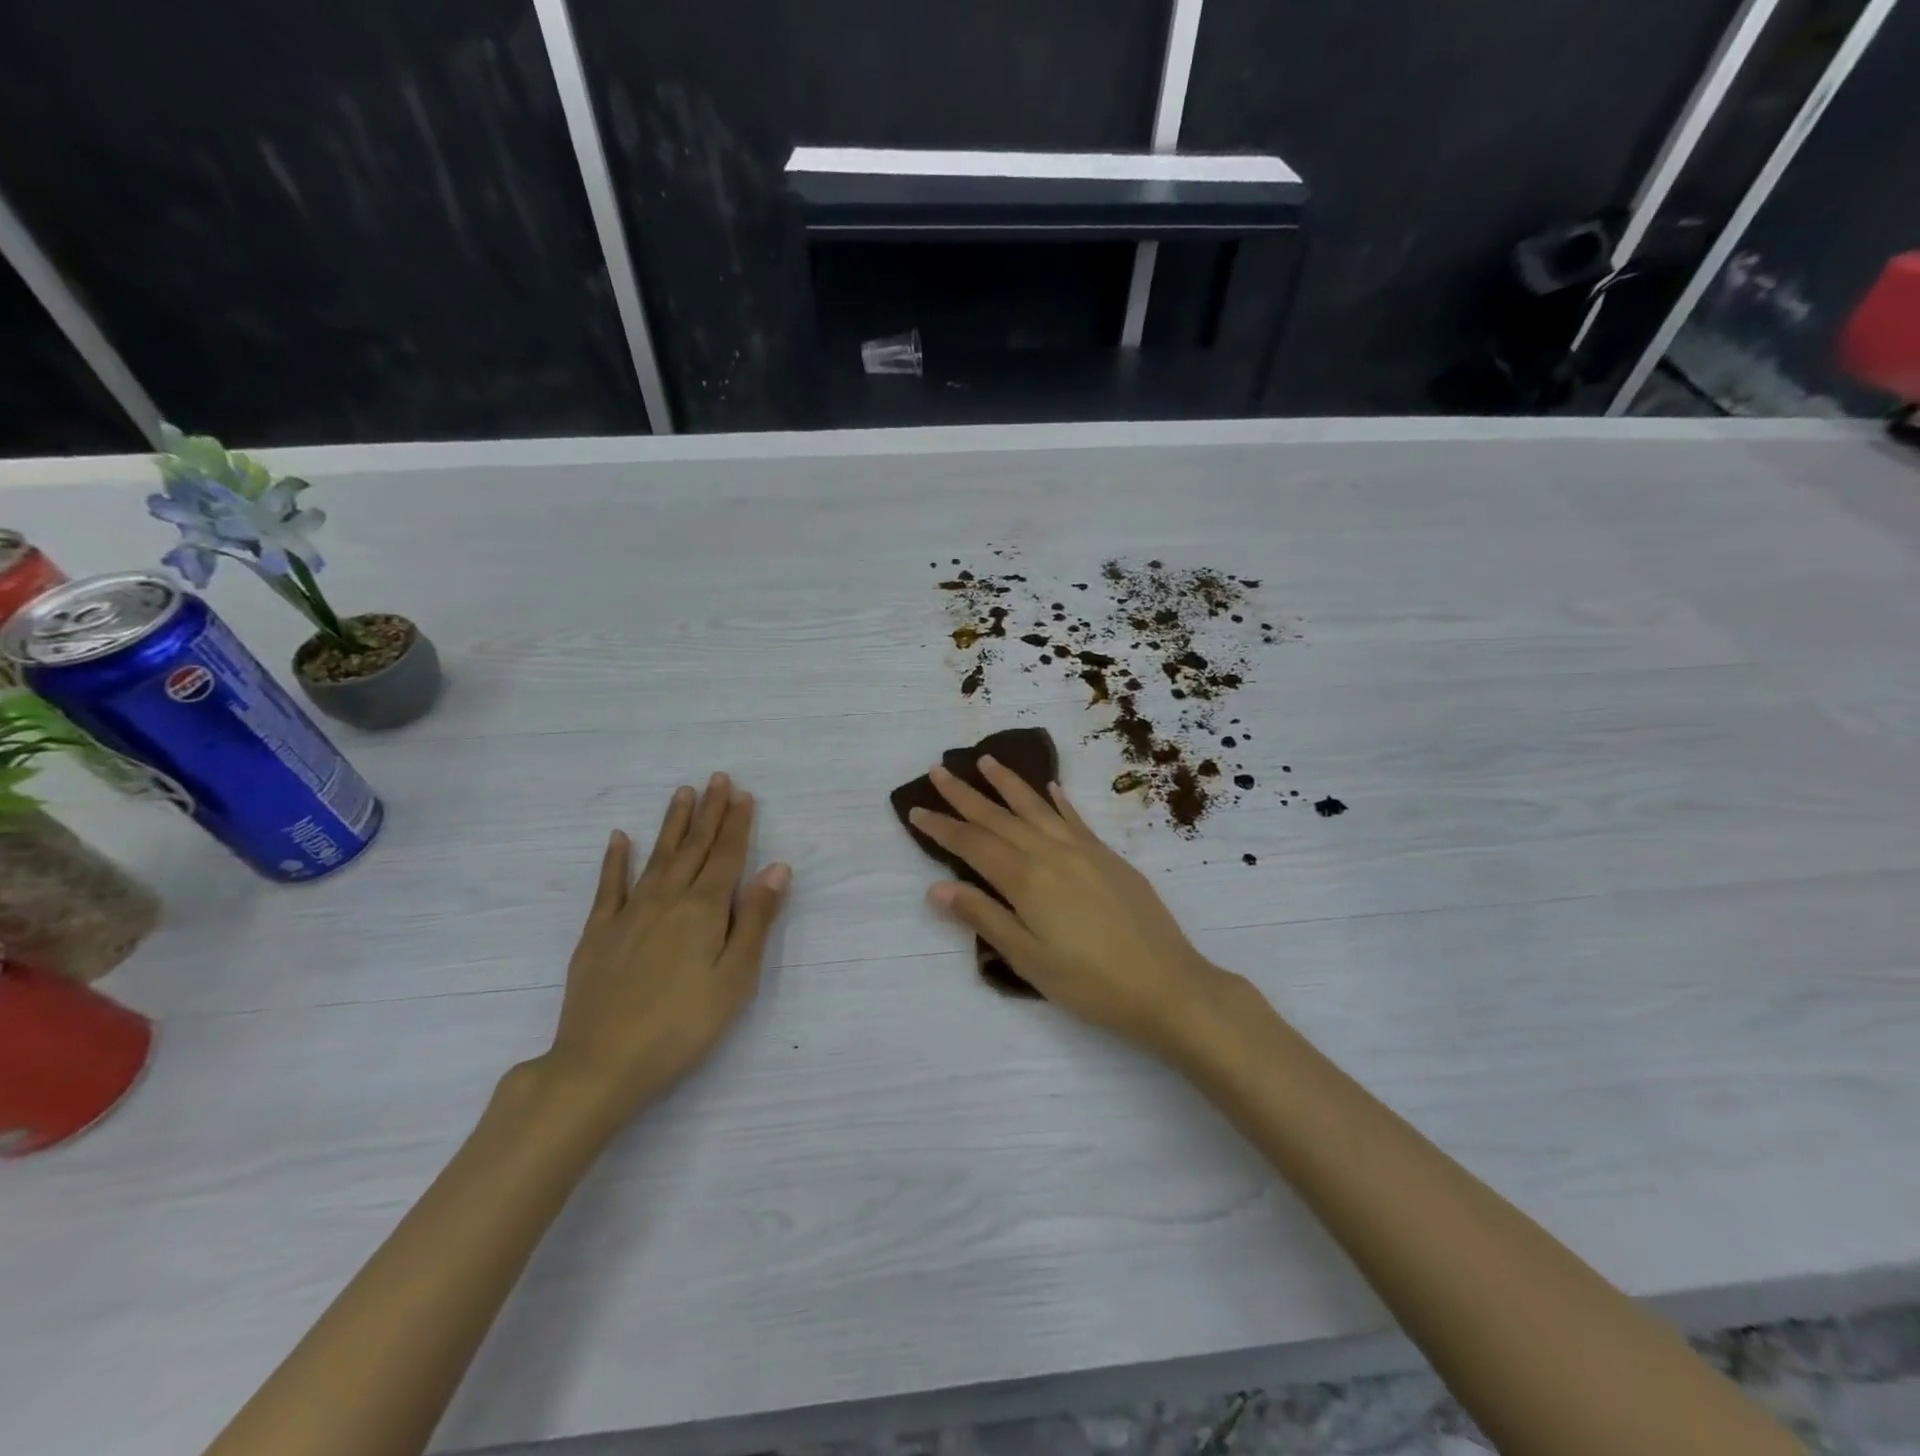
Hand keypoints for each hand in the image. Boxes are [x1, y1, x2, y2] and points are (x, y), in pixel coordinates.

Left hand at [529, 774, 790, 1131]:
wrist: (601, 1064)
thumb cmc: (682, 1025)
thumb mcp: (734, 978)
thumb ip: (755, 919)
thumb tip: (776, 867)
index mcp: (703, 910)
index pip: (727, 856)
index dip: (737, 824)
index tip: (744, 794)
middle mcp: (667, 900)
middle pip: (694, 848)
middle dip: (709, 813)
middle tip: (718, 779)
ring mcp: (628, 914)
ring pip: (657, 857)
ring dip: (673, 824)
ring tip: (682, 793)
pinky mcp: (598, 933)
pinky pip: (609, 886)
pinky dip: (615, 860)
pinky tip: (621, 838)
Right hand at [908, 758, 1237, 1056]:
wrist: (1167, 984)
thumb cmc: (1090, 982)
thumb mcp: (1029, 959)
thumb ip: (984, 918)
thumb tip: (937, 888)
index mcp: (1026, 880)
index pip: (973, 845)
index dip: (942, 827)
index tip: (916, 809)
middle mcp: (1051, 853)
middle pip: (999, 818)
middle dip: (965, 795)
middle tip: (939, 770)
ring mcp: (1084, 850)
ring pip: (1036, 808)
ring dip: (1008, 784)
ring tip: (985, 761)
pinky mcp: (1109, 856)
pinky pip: (1075, 819)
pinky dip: (1057, 800)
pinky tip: (1050, 787)